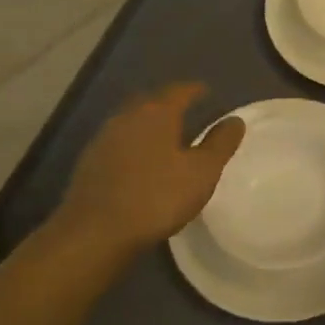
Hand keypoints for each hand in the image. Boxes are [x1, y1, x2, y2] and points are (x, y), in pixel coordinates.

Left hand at [54, 84, 244, 253]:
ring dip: (149, 124)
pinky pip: (118, 142)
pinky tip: (139, 162)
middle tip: (187, 111)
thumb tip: (235, 120)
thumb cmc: (156, 198)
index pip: (179, 91)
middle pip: (151, 101)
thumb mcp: (202, 172)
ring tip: (165, 137)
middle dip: (169, 103)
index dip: (195, 90)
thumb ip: (220, 144)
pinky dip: (133, 144)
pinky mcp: (89, 162)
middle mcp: (127, 117)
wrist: (94, 233)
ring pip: (132, 121)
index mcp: (156, 113)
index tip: (207, 92)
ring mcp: (103, 139)